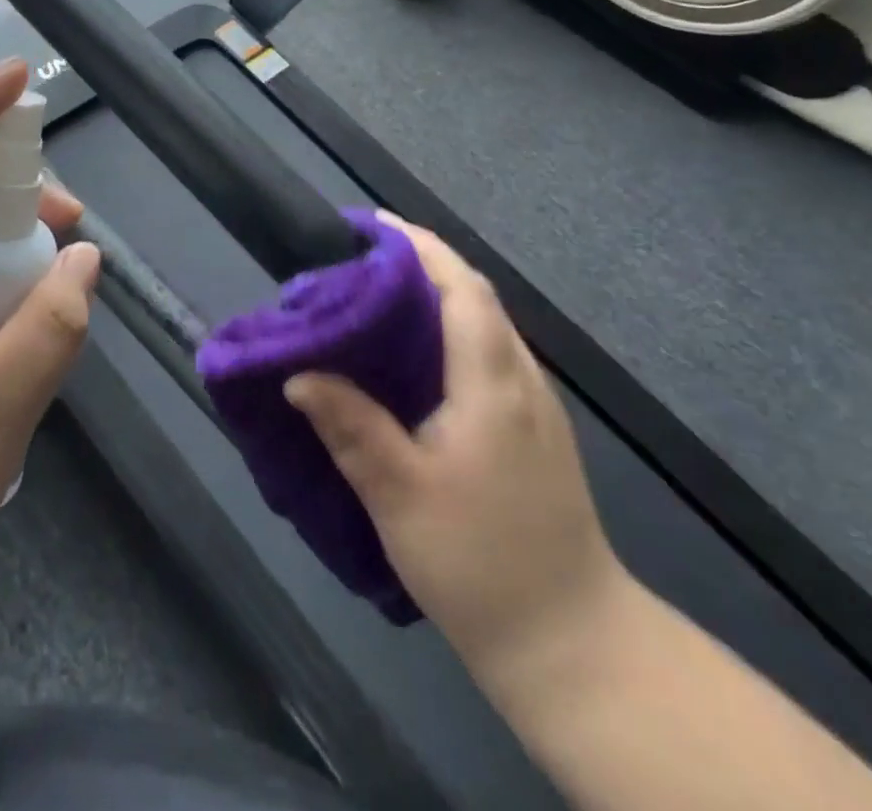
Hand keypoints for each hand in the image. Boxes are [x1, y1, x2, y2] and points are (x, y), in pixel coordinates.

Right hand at [285, 214, 628, 691]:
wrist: (574, 646)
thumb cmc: (481, 562)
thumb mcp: (399, 494)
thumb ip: (350, 426)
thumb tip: (297, 374)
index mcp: (492, 383)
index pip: (461, 286)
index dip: (418, 245)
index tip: (369, 224)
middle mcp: (521, 379)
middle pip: (474, 295)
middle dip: (419, 262)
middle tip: (356, 261)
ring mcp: (534, 405)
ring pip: (484, 323)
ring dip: (434, 294)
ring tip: (374, 297)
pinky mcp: (533, 430)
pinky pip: (487, 352)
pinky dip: (448, 329)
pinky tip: (412, 357)